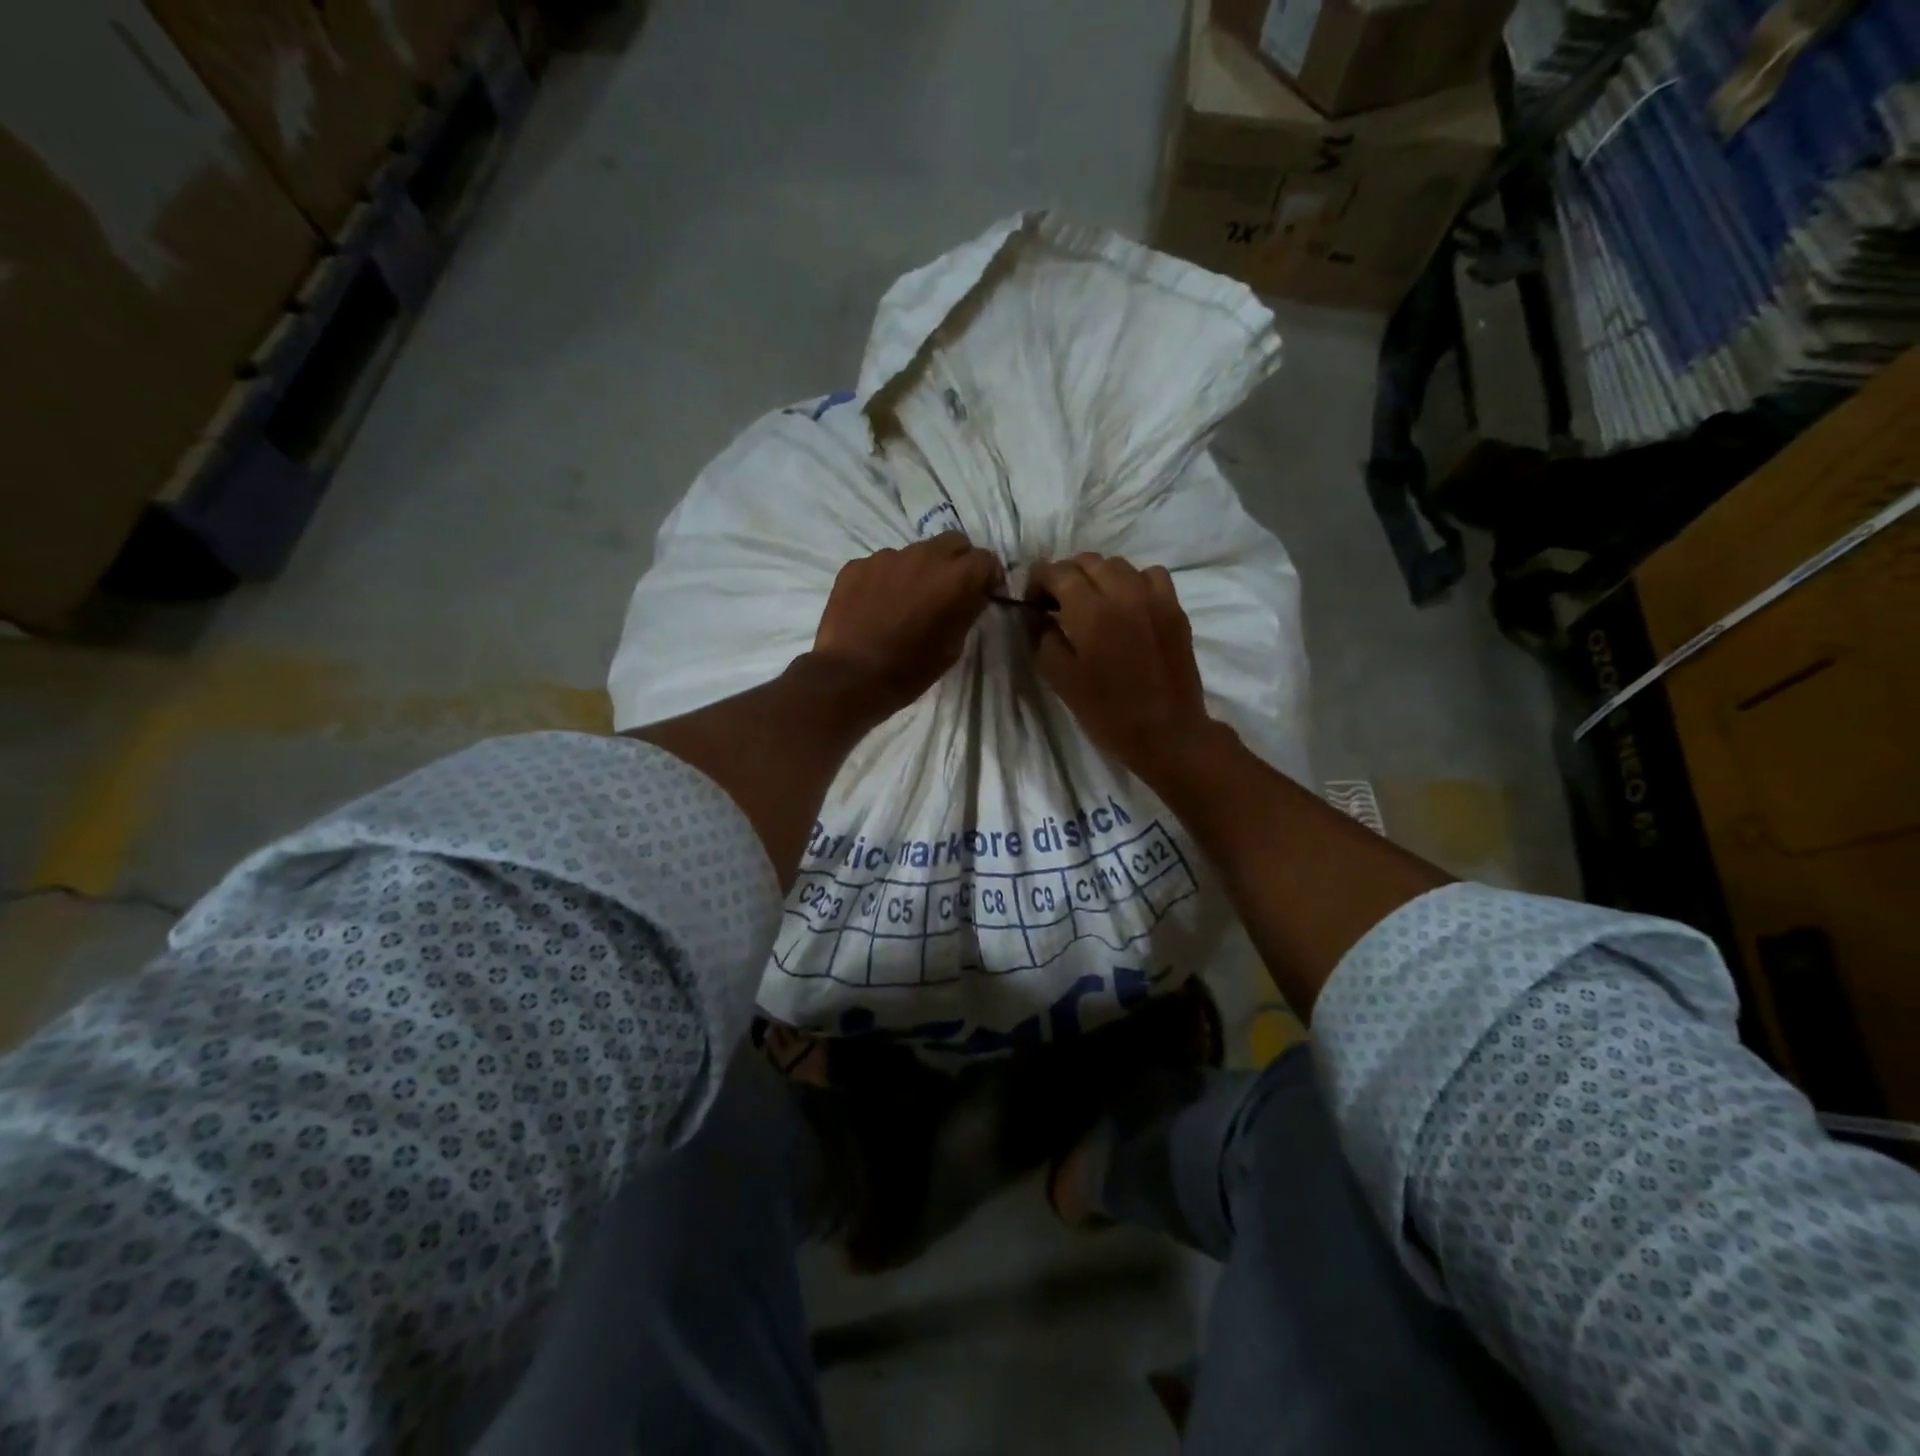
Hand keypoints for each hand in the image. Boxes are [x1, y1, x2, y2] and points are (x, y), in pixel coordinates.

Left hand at [811, 533, 998, 719]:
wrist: (851, 676)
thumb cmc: (910, 669)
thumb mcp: (953, 647)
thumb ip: (967, 611)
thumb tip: (972, 595)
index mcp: (955, 577)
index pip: (985, 559)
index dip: (988, 576)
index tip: (984, 592)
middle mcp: (923, 556)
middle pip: (952, 542)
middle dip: (957, 560)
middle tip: (948, 588)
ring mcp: (886, 557)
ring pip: (914, 553)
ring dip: (918, 570)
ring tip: (906, 600)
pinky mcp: (856, 565)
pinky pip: (881, 565)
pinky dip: (886, 579)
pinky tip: (877, 606)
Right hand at [1029, 554, 1222, 782]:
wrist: (1166, 733)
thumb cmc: (1107, 712)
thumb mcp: (1059, 678)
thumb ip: (1043, 637)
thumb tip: (1040, 614)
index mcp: (1089, 611)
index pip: (1057, 572)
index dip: (1038, 580)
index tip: (1033, 602)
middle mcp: (1122, 593)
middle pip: (1086, 561)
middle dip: (1066, 575)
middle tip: (1058, 603)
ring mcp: (1153, 597)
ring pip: (1118, 565)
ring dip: (1097, 577)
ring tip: (1092, 603)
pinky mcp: (1174, 608)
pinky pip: (1150, 575)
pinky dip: (1132, 582)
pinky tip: (1127, 606)